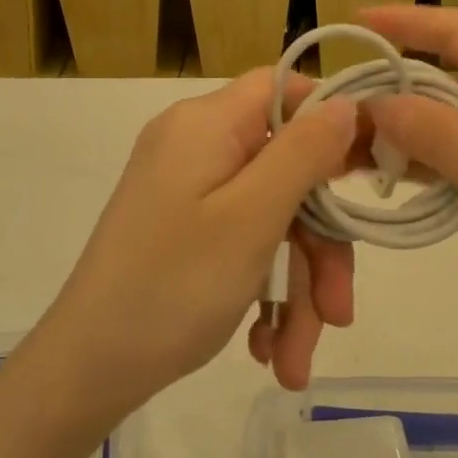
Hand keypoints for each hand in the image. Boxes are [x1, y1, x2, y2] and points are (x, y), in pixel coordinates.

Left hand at [26, 70, 358, 425]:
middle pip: (286, 171)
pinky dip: (262, 294)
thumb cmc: (173, 286)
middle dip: (318, 248)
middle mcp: (196, 147)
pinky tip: (267, 350)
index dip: (332, 118)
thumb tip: (346, 102)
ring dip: (295, 289)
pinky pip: (242, 244)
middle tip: (338, 314)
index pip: (282, 87)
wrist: (86, 370)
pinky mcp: (184, 230)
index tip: (371, 169)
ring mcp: (188, 191)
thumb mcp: (252, 218)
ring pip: (271, 221)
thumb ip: (305, 153)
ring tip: (294, 361)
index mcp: (206, 124)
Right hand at [360, 5, 457, 371]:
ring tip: (358, 149)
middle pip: (457, 73)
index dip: (407, 20)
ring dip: (414, 127)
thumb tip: (383, 101)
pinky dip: (440, 159)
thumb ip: (450, 141)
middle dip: (397, 85)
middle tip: (338, 114)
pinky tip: (408, 180)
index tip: (353, 22)